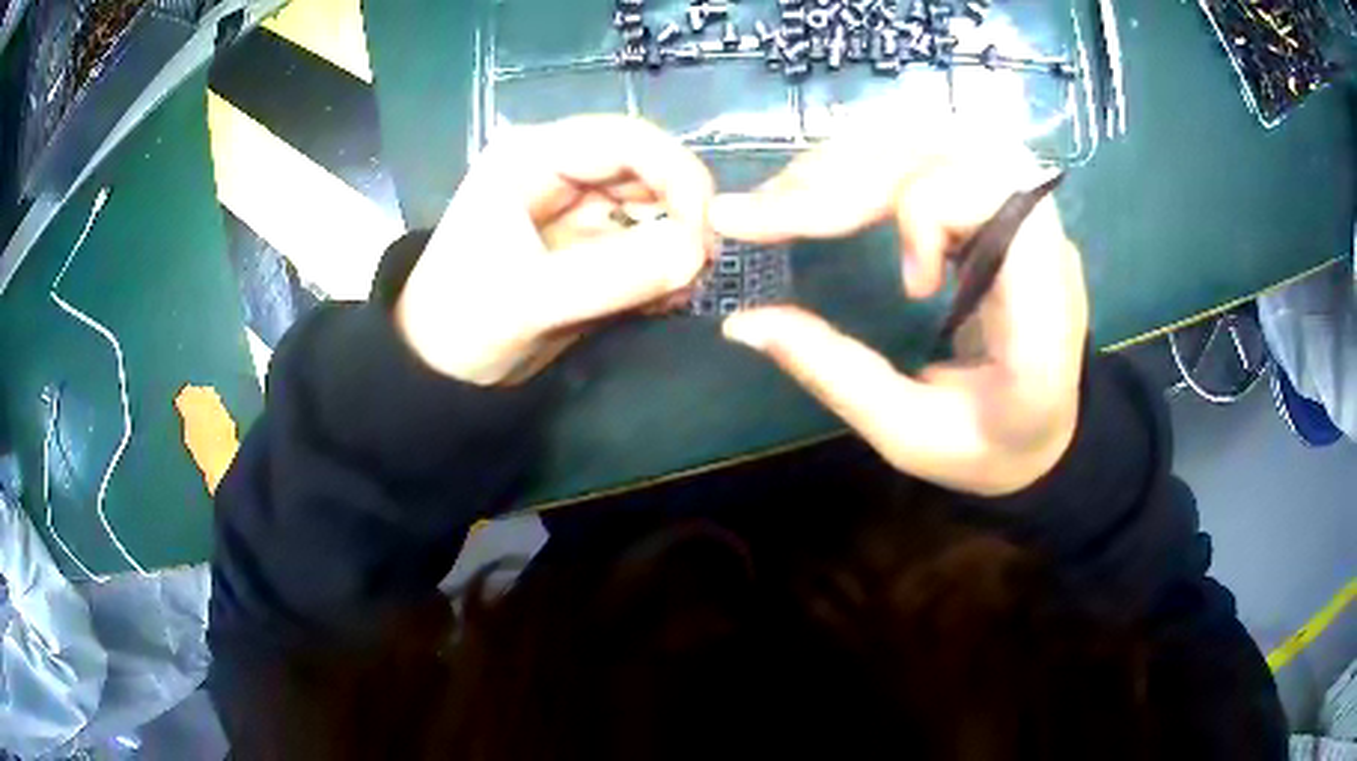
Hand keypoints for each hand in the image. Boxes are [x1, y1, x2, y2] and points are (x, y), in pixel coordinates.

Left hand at [396, 116, 716, 384]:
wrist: (437, 373)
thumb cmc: (461, 325)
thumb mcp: (531, 300)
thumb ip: (614, 276)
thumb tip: (698, 252)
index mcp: (533, 157)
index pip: (628, 139)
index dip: (678, 175)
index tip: (707, 232)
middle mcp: (561, 170)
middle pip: (649, 170)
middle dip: (682, 216)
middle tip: (698, 271)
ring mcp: (577, 208)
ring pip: (654, 207)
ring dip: (676, 247)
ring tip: (675, 294)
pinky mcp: (589, 246)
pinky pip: (645, 243)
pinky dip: (663, 269)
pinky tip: (661, 301)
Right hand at [709, 118, 1087, 495]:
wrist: (1047, 435)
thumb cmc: (990, 448)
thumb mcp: (911, 435)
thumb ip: (834, 373)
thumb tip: (741, 321)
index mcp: (1042, 304)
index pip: (988, 193)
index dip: (927, 212)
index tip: (909, 287)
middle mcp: (1041, 237)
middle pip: (944, 152)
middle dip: (846, 174)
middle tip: (763, 211)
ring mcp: (1023, 213)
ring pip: (930, 139)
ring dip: (848, 160)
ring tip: (784, 198)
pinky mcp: (999, 205)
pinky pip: (929, 154)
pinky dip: (867, 163)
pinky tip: (828, 190)